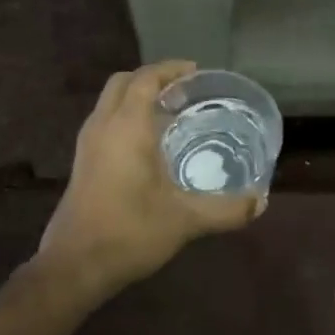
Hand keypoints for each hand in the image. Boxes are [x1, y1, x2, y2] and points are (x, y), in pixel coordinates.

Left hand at [37, 61, 263, 295]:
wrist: (74, 265)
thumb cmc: (130, 232)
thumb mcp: (185, 220)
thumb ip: (226, 209)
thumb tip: (260, 202)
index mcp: (126, 127)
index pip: (145, 79)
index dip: (170, 69)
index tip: (196, 71)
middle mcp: (103, 126)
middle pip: (123, 83)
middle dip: (151, 79)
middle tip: (183, 91)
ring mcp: (87, 145)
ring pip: (110, 103)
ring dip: (136, 98)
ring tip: (169, 114)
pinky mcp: (82, 163)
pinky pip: (105, 122)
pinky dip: (125, 118)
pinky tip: (148, 146)